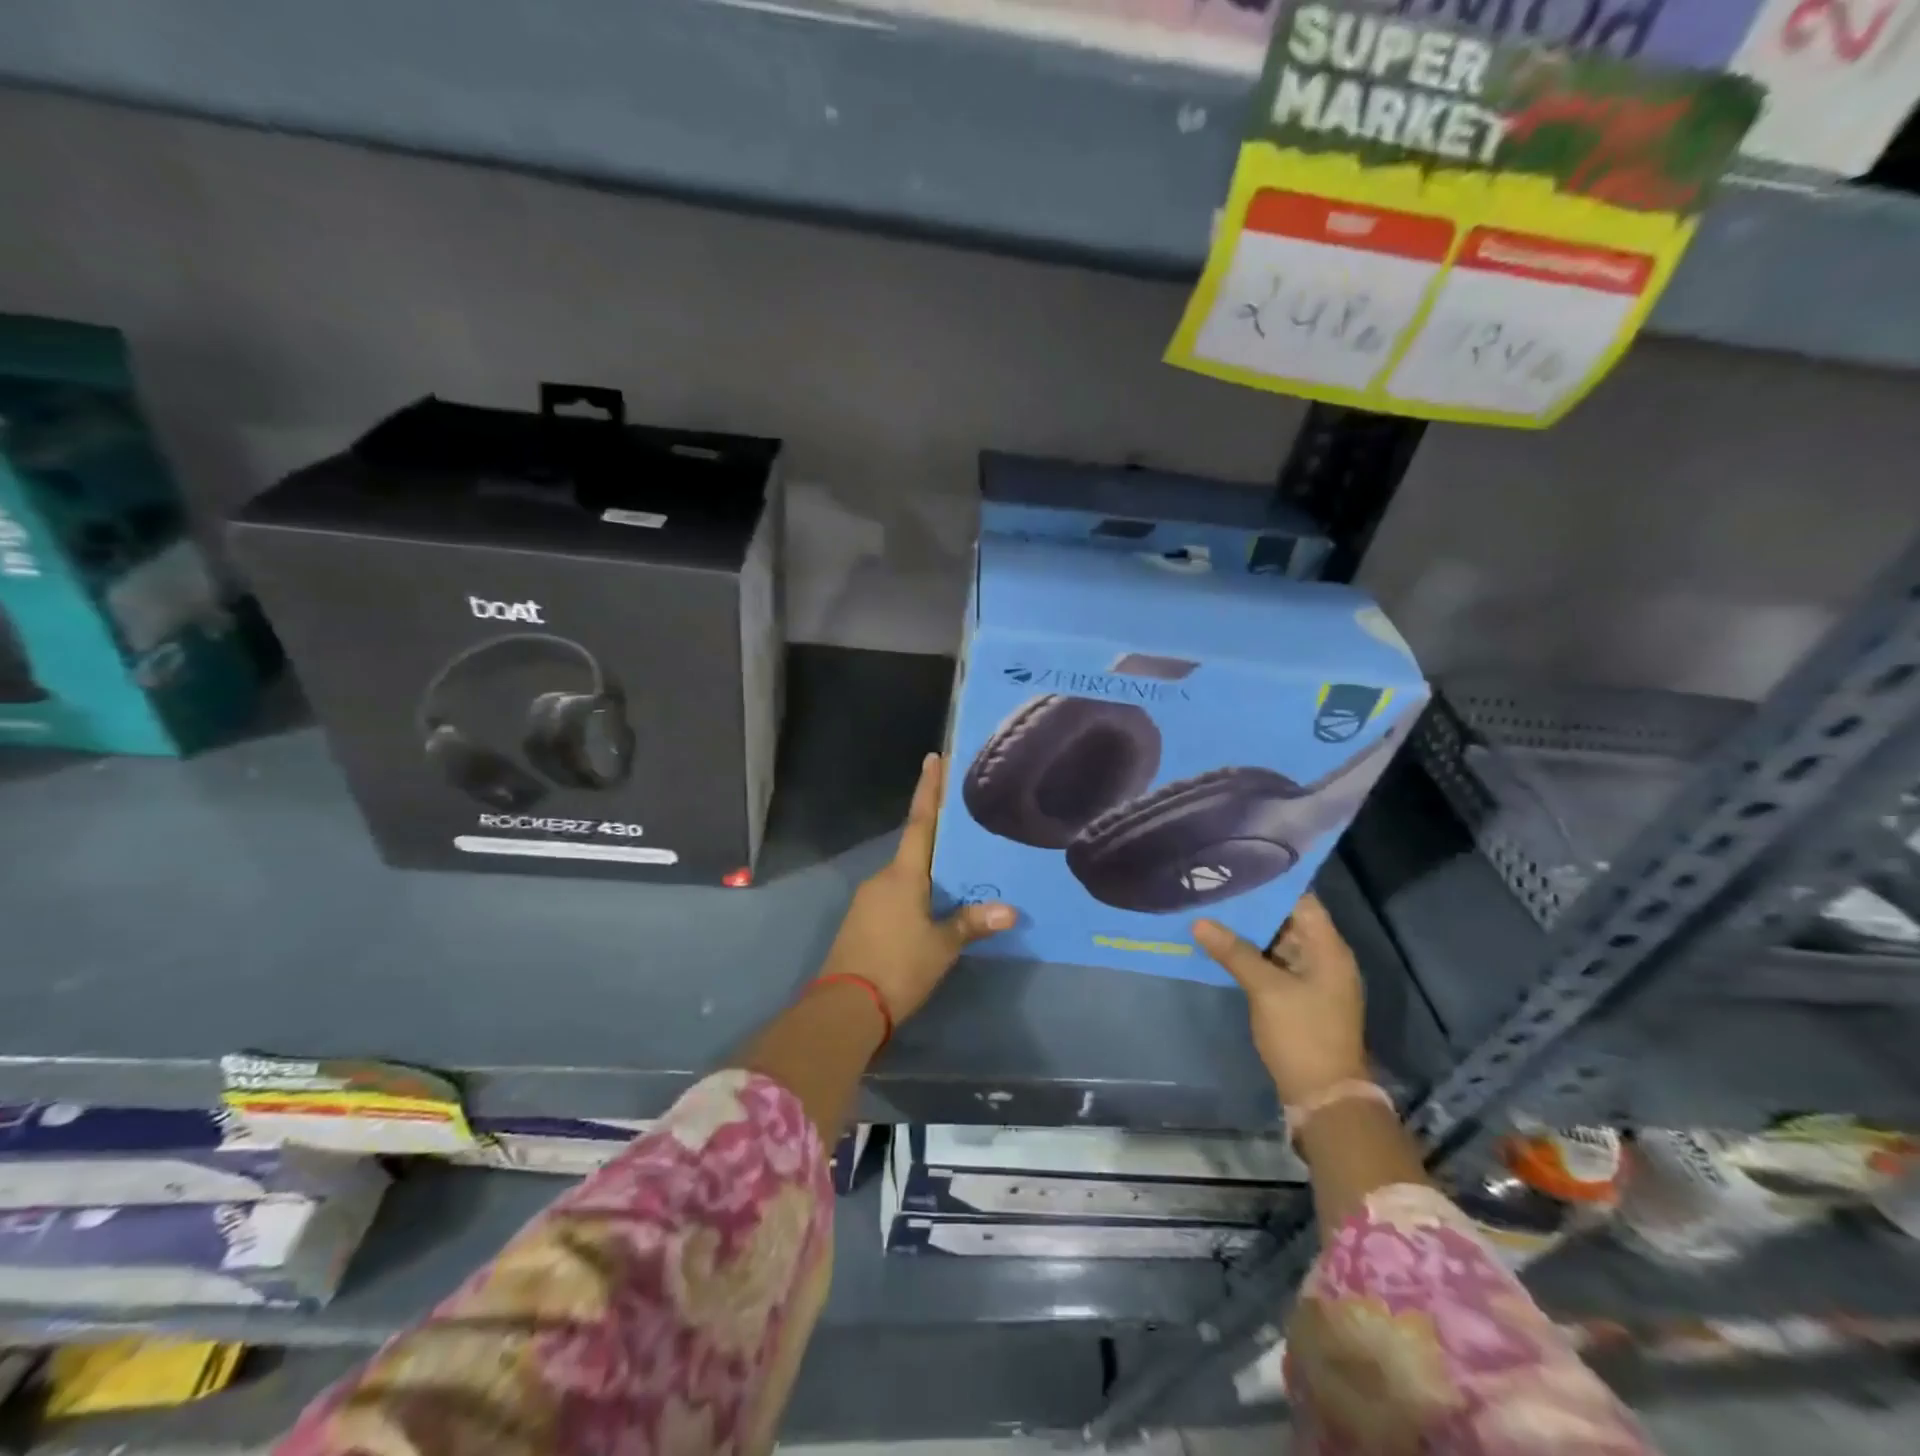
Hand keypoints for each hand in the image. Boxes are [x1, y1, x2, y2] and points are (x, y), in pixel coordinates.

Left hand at [818, 753, 1014, 1022]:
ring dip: (929, 872)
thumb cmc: (898, 967)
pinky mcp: (863, 921)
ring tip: (962, 874)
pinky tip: (935, 908)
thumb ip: (972, 924)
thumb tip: (1010, 911)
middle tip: (968, 828)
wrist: (845, 1008)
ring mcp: (869, 900)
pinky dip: (916, 894)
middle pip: (915, 849)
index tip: (933, 758)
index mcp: (903, 875)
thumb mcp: (942, 946)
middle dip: (939, 837)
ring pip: (906, 876)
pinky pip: (896, 896)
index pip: (920, 822)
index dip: (929, 790)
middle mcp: (883, 878)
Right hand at [1193, 894, 1368, 1106]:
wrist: (1324, 1096)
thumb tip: (1199, 921)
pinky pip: (1274, 964)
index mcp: (1329, 950)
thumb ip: (1234, 952)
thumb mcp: (1266, 989)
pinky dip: (1251, 953)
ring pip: (1278, 943)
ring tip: (1212, 909)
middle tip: (1215, 887)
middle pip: (1288, 920)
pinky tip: (1221, 944)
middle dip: (1254, 906)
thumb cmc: (1302, 1034)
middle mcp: (1325, 958)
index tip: (1237, 868)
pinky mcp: (1299, 997)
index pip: (1302, 901)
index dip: (1272, 884)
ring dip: (1249, 930)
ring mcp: (1312, 979)